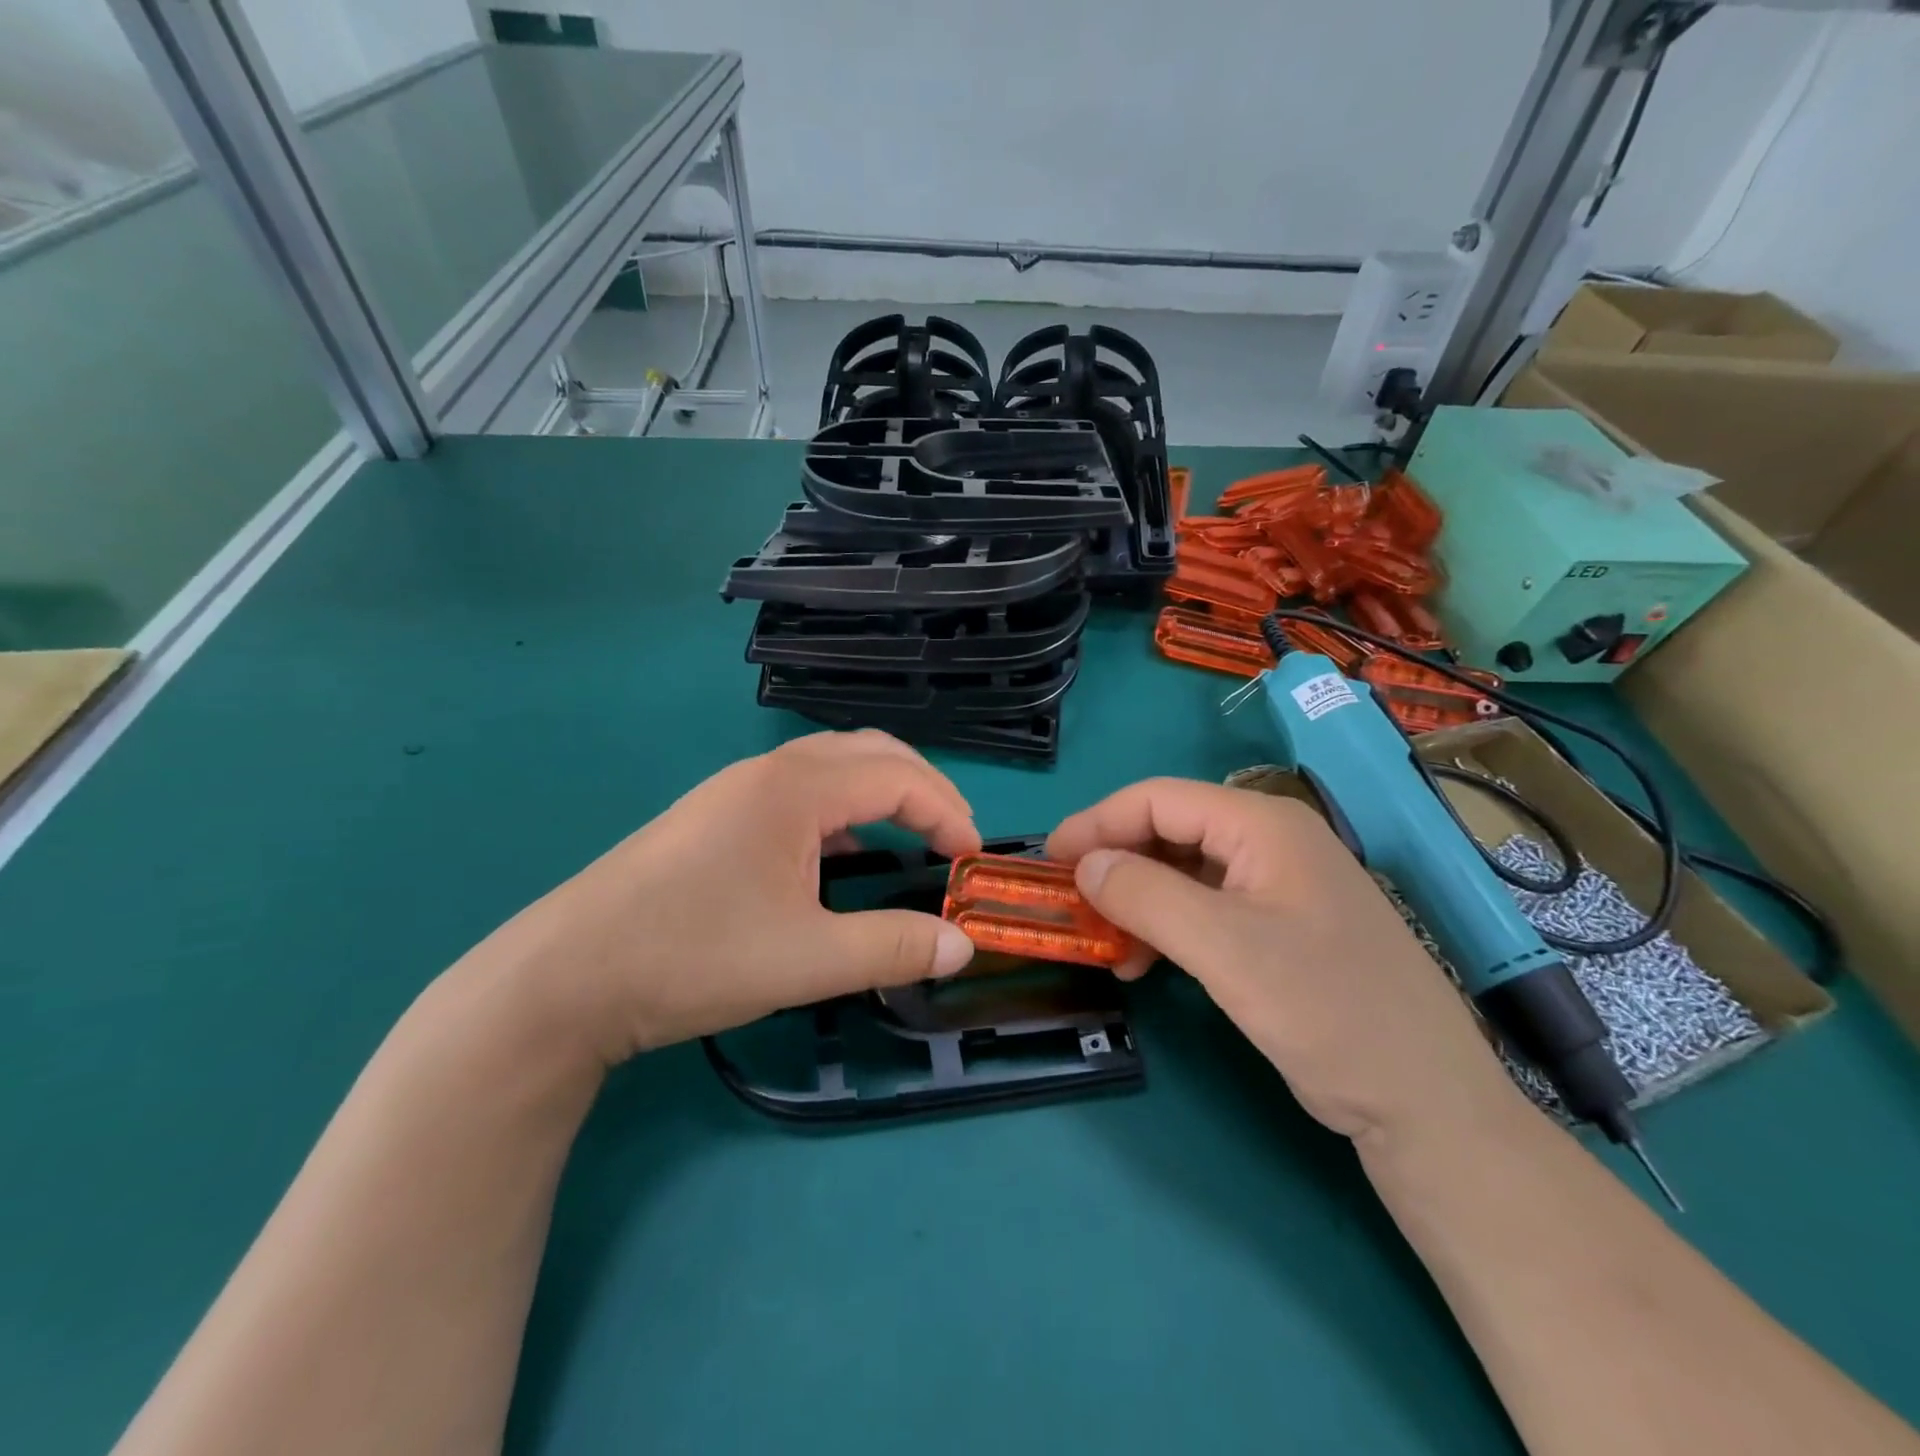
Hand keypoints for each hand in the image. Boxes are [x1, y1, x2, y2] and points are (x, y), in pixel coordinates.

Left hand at [463, 731, 980, 1064]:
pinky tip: (842, 852)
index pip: (899, 777)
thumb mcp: (806, 959)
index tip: (974, 861)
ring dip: (883, 792)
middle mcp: (768, 772)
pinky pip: (801, 791)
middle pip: (870, 753)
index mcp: (796, 788)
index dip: (948, 812)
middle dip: (924, 788)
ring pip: (833, 767)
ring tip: (912, 836)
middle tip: (954, 838)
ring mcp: (736, 790)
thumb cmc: (692, 956)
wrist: (566, 977)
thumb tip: (963, 946)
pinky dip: (844, 808)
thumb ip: (893, 948)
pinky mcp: (716, 816)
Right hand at [1047, 779, 1525, 1145]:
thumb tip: (1084, 865)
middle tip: (1069, 901)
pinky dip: (1167, 925)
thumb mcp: (1224, 949)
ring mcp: (1280, 884)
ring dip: (1137, 898)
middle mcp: (1272, 841)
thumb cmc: (1327, 1011)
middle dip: (1115, 861)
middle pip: (1170, 829)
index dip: (1096, 822)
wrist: (1427, 1104)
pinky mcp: (1282, 925)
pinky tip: (1145, 962)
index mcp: (1264, 825)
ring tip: (1104, 942)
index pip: (1158, 798)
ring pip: (1184, 871)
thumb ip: (1145, 895)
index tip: (1048, 859)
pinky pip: (1206, 906)